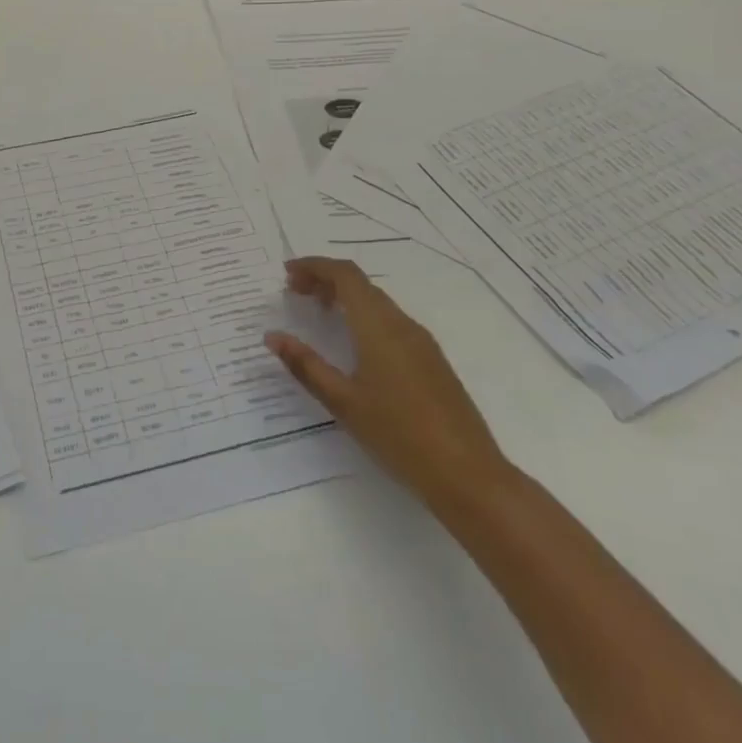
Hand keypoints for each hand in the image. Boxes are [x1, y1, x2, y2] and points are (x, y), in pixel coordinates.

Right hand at [265, 257, 507, 512]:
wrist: (469, 475)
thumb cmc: (399, 435)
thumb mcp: (343, 402)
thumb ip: (305, 365)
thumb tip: (272, 336)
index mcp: (378, 326)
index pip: (345, 275)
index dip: (314, 266)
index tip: (286, 274)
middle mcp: (402, 324)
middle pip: (360, 284)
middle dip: (325, 280)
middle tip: (294, 292)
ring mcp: (421, 342)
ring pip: (377, 302)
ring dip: (345, 297)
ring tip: (318, 313)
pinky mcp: (432, 361)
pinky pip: (391, 321)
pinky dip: (363, 316)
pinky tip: (352, 343)